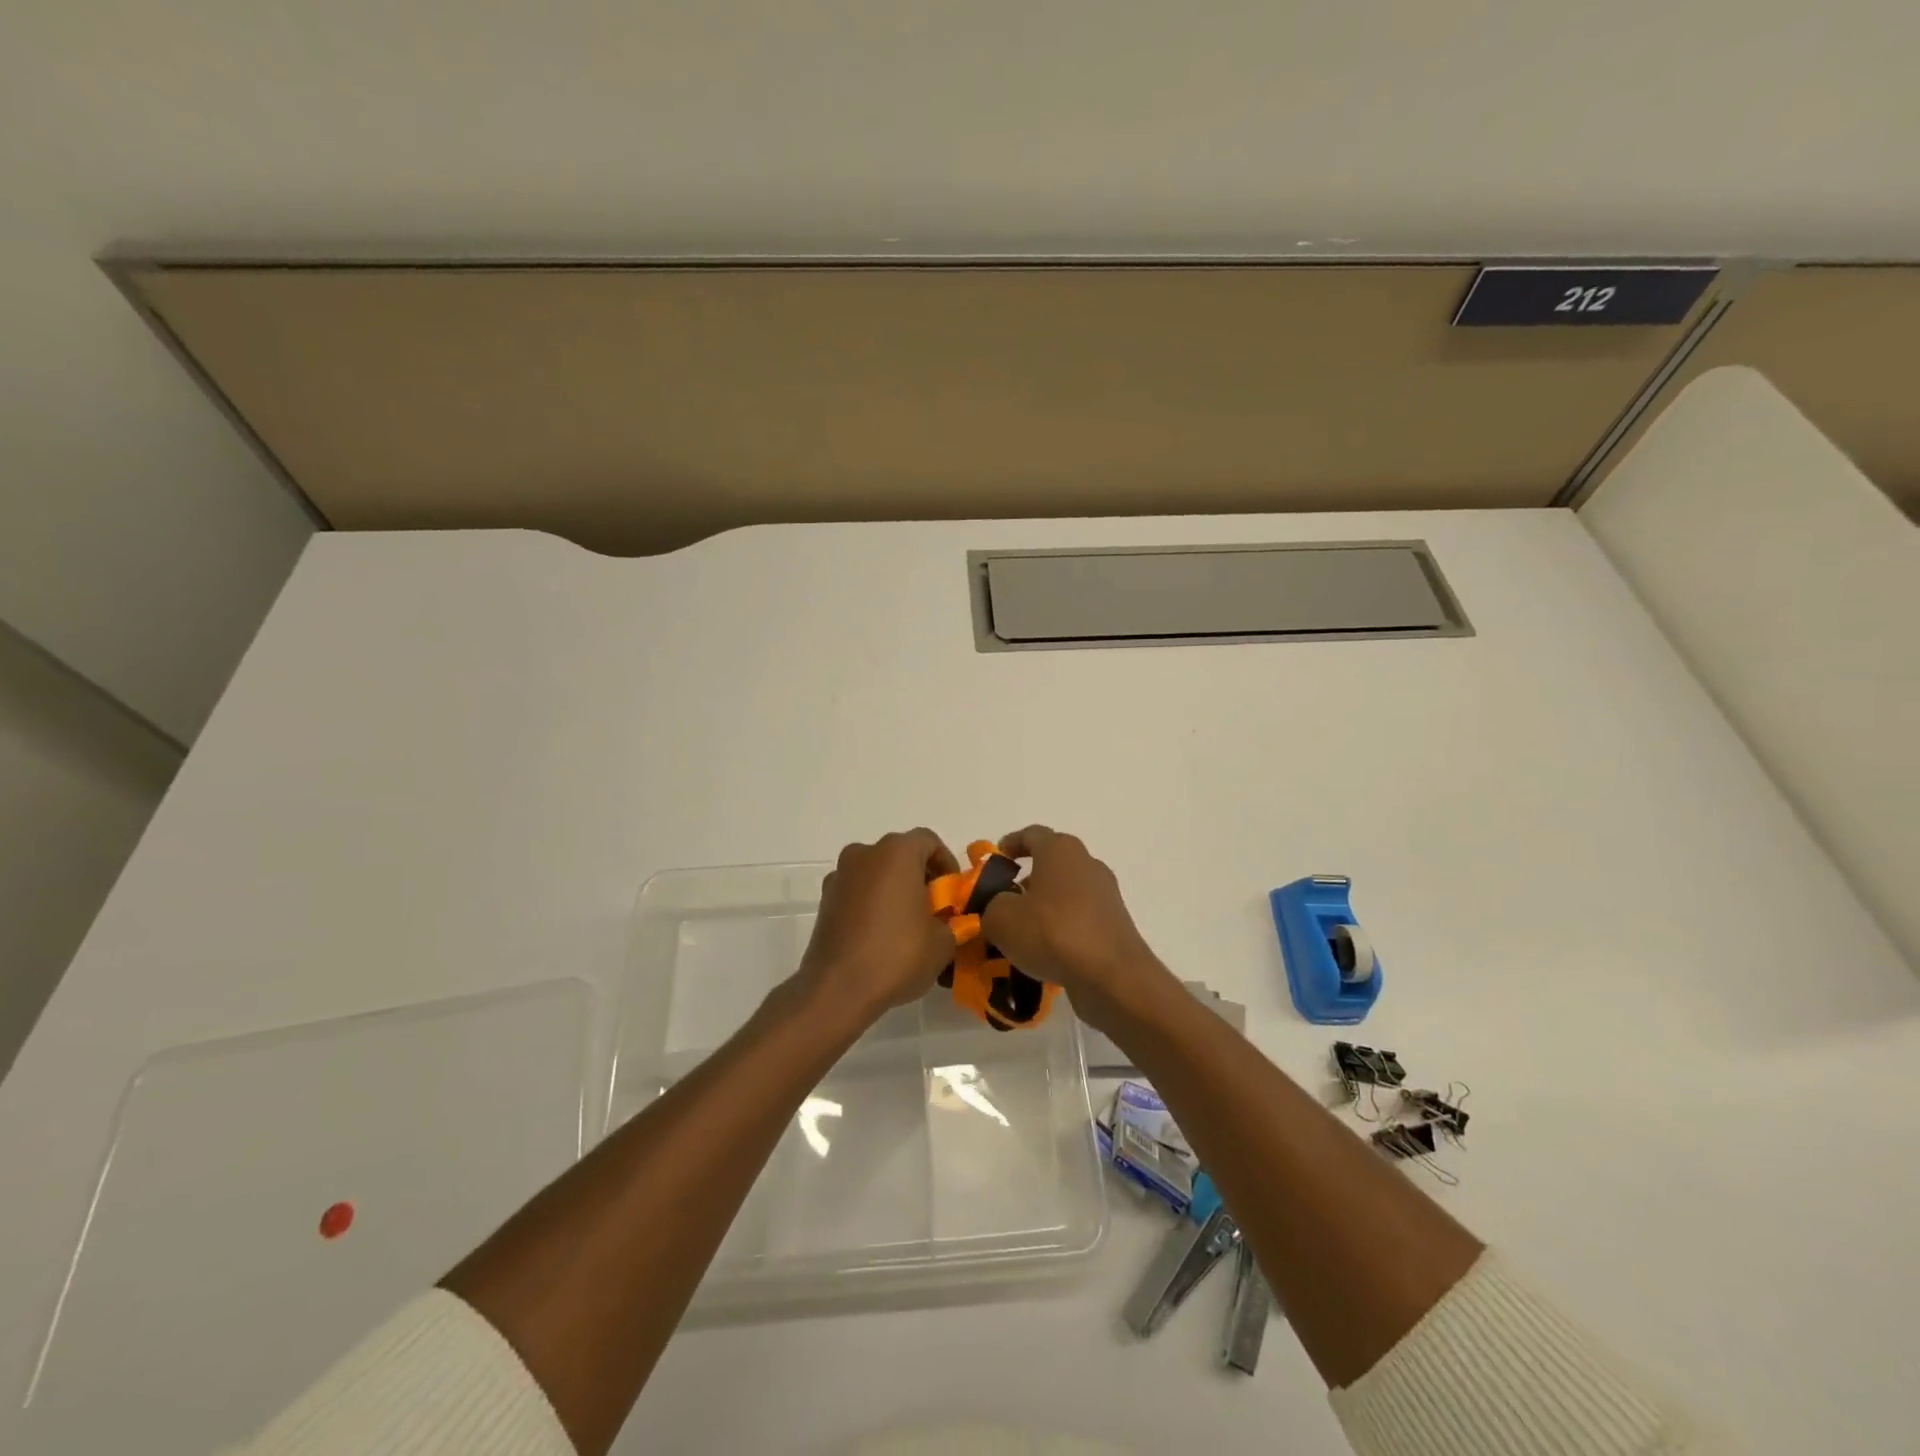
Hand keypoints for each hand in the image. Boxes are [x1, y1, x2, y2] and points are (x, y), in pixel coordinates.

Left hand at [796, 829, 959, 1024]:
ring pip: (877, 873)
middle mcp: (864, 854)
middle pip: (900, 855)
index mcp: (896, 852)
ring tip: (907, 926)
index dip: (947, 864)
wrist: (837, 989)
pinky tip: (881, 936)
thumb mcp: (943, 942)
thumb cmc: (897, 955)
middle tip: (934, 910)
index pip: (929, 841)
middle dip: (920, 878)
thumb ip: (952, 922)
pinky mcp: (825, 901)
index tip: (953, 894)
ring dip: (894, 890)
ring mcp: (840, 876)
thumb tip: (947, 922)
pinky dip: (872, 905)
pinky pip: (858, 893)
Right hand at [981, 826, 1173, 1024]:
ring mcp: (1105, 895)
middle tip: (1004, 902)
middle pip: (1052, 864)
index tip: (995, 861)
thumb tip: (999, 908)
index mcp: (1060, 850)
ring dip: (1044, 907)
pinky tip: (1045, 953)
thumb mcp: (1001, 918)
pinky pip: (1080, 919)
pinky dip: (1062, 929)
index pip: (1032, 834)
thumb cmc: (1052, 932)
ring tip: (1021, 934)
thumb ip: (992, 906)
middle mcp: (1087, 864)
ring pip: (1066, 893)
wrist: (1111, 975)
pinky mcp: (1114, 924)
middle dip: (1027, 880)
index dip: (1010, 844)